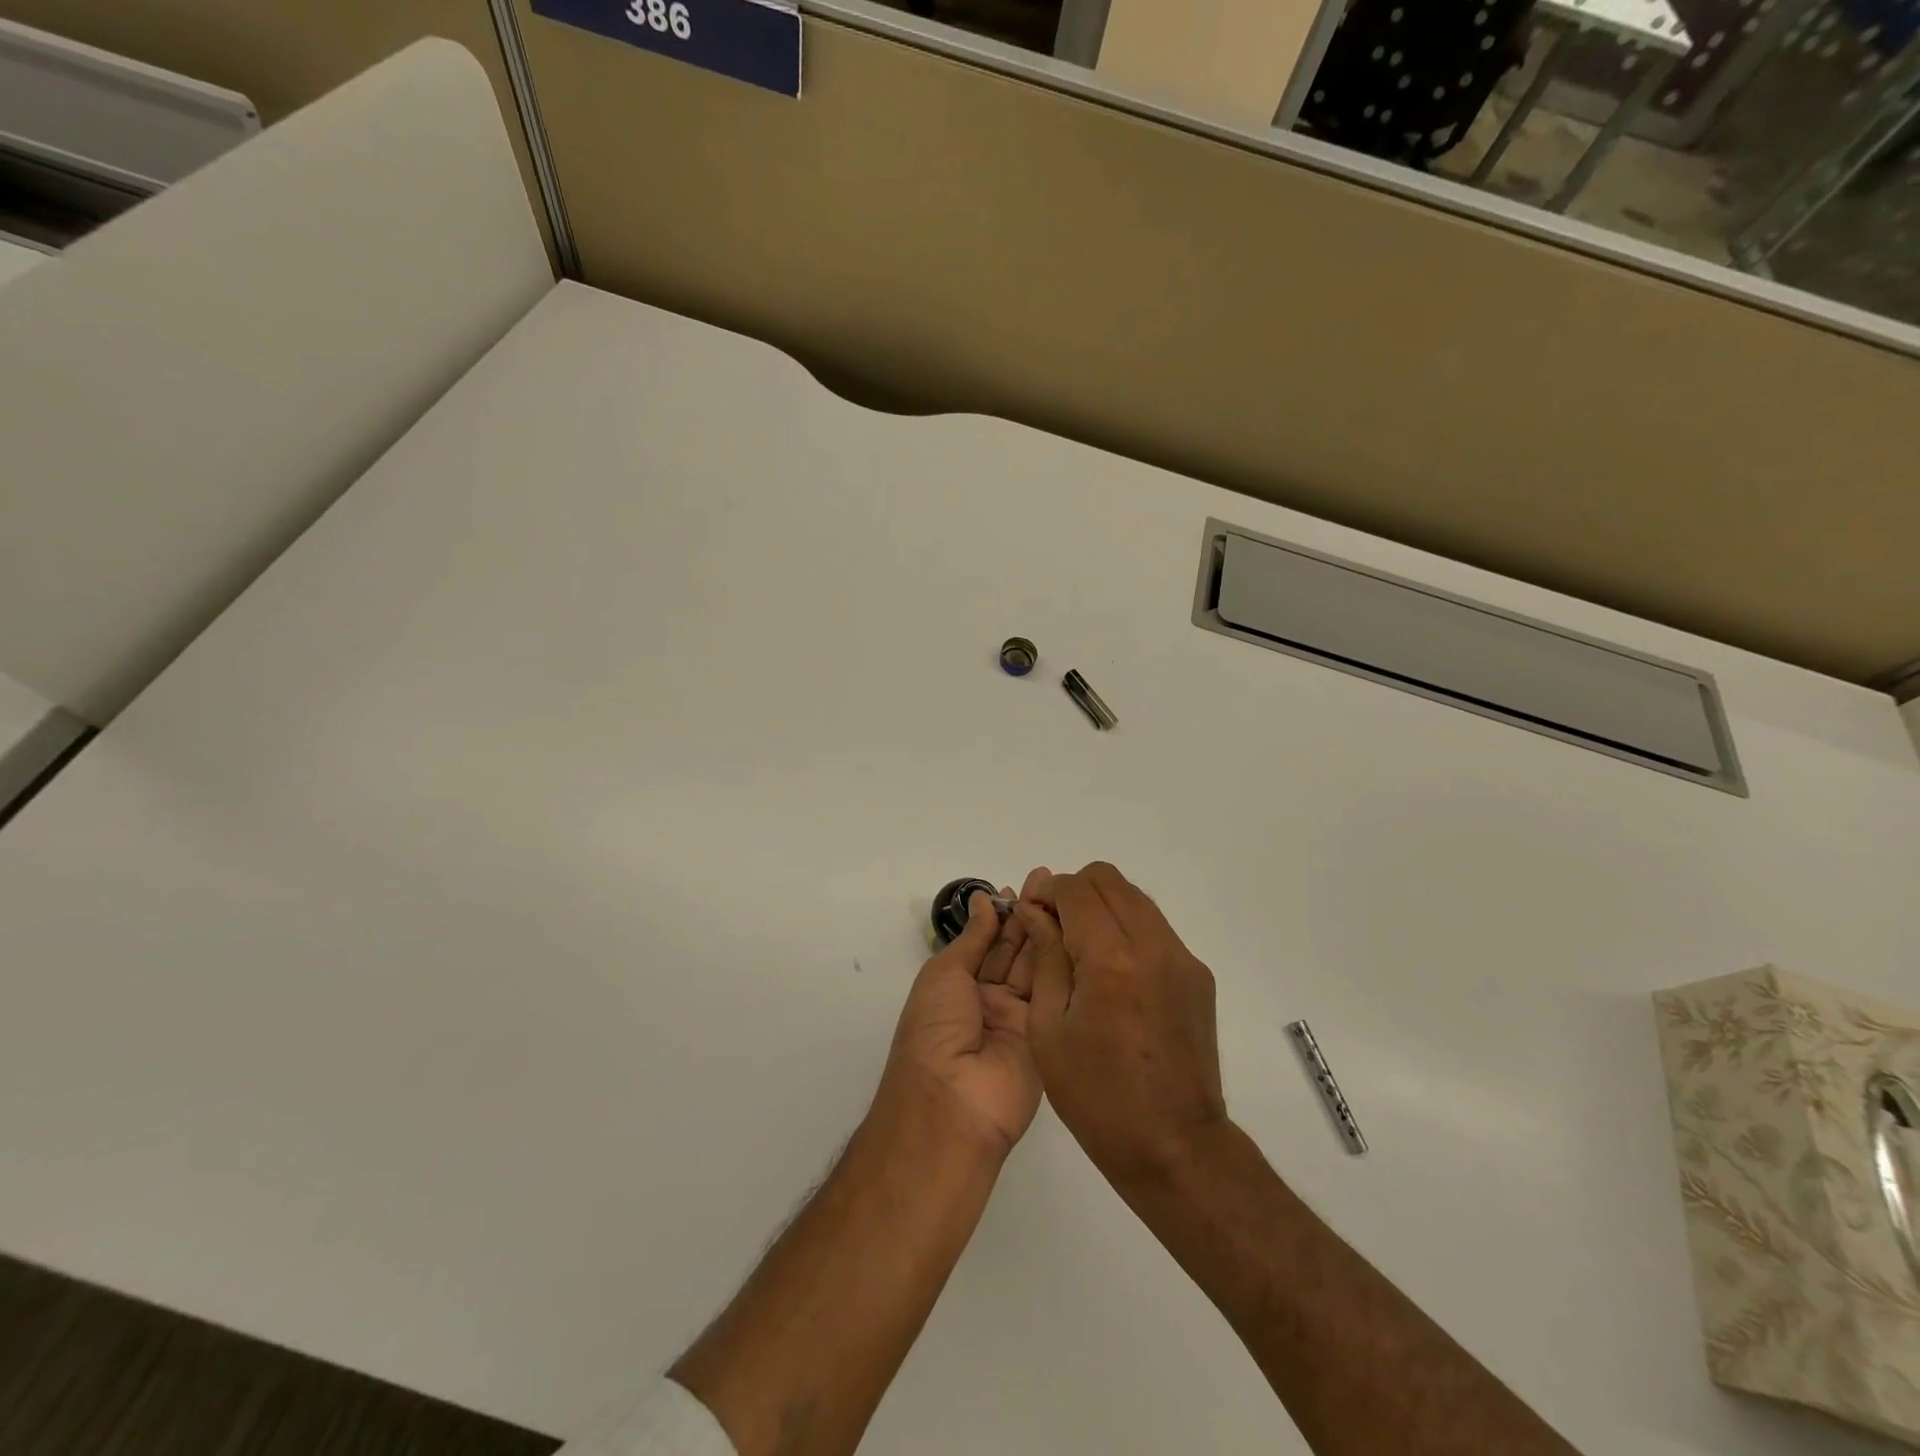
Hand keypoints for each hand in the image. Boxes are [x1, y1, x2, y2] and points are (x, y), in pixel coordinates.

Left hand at [873, 876, 1043, 1159]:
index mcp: (958, 986)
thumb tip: (983, 900)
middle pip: (1014, 951)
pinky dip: (1061, 963)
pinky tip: (1074, 932)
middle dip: (1029, 916)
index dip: (1002, 913)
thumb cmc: (935, 1029)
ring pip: (1035, 967)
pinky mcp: (1047, 1035)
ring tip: (1064, 895)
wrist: (952, 1102)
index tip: (1022, 885)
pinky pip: (1054, 994)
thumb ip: (973, 938)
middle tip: (1050, 881)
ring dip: (1046, 931)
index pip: (986, 942)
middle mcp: (989, 1000)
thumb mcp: (944, 973)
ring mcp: (1020, 1018)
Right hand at [1015, 862, 1226, 1187]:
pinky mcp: (1197, 977)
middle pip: (1110, 880)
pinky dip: (1127, 930)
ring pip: (1136, 899)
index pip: (1077, 890)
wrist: (1174, 1146)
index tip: (1032, 913)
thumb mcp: (1049, 1028)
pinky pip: (1155, 929)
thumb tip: (1035, 912)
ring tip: (1080, 949)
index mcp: (1111, 959)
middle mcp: (1153, 946)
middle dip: (1075, 891)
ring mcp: (1182, 959)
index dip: (1048, 892)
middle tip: (1054, 926)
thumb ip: (1045, 957)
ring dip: (1103, 907)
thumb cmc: (1097, 1095)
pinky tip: (1112, 975)